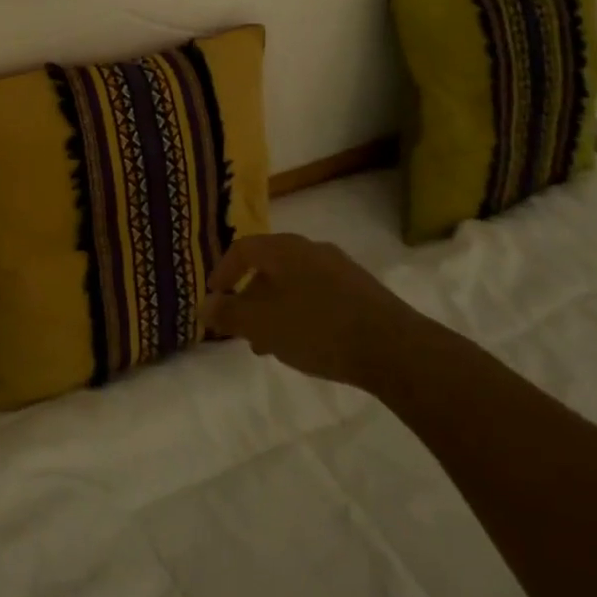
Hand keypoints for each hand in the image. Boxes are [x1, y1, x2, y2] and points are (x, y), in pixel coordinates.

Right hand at [206, 234, 411, 390]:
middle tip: (242, 328)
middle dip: (250, 298)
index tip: (215, 299)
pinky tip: (306, 344)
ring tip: (271, 345)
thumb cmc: (316, 328)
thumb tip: (203, 306)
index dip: (223, 273)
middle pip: (269, 267)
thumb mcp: (261, 324)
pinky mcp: (362, 290)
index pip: (242, 250)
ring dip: (275, 309)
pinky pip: (318, 295)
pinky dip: (301, 313)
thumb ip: (228, 314)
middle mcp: (311, 249)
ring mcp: (340, 268)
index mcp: (283, 249)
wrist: (393, 347)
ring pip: (294, 284)